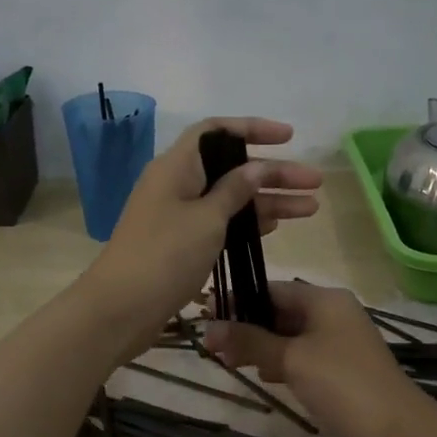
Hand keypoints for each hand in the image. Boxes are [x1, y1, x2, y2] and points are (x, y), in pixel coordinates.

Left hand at [79, 118, 322, 355]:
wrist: (121, 308)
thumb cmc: (165, 255)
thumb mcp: (207, 218)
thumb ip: (235, 190)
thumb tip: (255, 167)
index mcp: (177, 166)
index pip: (217, 131)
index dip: (253, 128)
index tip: (289, 138)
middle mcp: (177, 184)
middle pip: (231, 167)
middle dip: (274, 173)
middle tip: (315, 184)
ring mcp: (178, 215)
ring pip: (230, 198)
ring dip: (268, 201)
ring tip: (310, 208)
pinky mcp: (181, 242)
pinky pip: (220, 222)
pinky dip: (247, 222)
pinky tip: (276, 227)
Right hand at [206, 281, 435, 436]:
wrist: (398, 434)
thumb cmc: (342, 385)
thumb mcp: (290, 359)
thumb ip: (249, 342)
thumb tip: (208, 329)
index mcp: (325, 299)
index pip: (271, 288)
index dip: (238, 300)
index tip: (206, 316)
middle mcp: (334, 314)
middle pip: (280, 311)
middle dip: (247, 326)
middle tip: (212, 346)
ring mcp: (341, 343)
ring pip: (290, 336)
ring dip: (260, 346)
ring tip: (228, 362)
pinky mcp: (343, 371)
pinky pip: (303, 357)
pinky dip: (281, 362)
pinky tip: (263, 376)